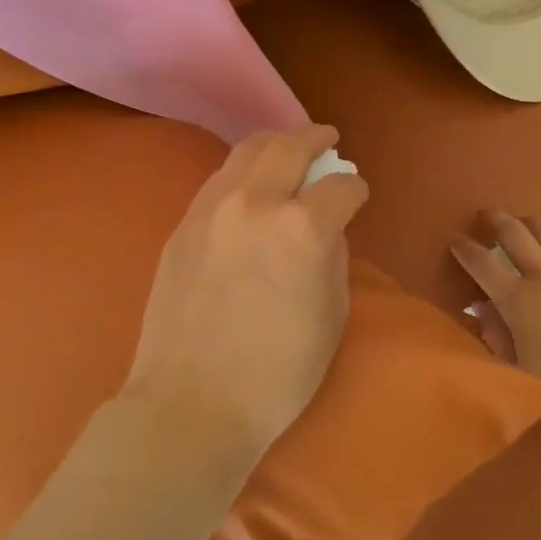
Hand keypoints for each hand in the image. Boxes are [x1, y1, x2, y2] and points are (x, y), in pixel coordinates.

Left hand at [123, 125, 369, 462]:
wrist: (192, 401)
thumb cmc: (277, 374)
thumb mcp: (331, 317)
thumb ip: (333, 259)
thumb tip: (326, 229)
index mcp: (302, 228)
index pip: (340, 187)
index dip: (355, 189)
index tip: (357, 195)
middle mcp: (256, 202)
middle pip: (290, 146)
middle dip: (315, 138)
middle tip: (327, 139)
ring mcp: (212, 209)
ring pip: (246, 151)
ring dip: (275, 143)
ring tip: (288, 147)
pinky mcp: (183, 224)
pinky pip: (218, 179)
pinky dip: (242, 170)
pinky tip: (250, 183)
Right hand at [452, 211, 540, 433]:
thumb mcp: (521, 372)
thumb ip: (497, 336)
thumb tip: (482, 308)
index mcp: (519, 301)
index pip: (483, 265)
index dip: (466, 250)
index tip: (456, 240)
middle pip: (517, 236)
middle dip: (498, 221)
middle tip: (488, 214)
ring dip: (534, 225)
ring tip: (526, 223)